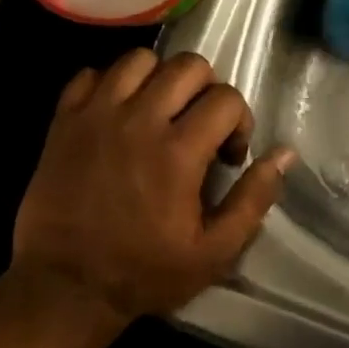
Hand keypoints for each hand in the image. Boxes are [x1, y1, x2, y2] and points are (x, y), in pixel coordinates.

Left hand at [9, 50, 295, 330]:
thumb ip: (254, 198)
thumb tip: (285, 154)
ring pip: (139, 59)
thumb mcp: (214, 251)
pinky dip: (109, 84)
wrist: (64, 288)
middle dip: (206, 90)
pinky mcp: (63, 121)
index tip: (227, 155)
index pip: (226, 98)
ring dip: (159, 78)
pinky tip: (118, 112)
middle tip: (199, 125)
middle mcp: (139, 121)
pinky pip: (90, 74)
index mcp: (179, 152)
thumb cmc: (144, 272)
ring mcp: (96, 116)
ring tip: (158, 111)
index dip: (239, 121)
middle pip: (188, 65)